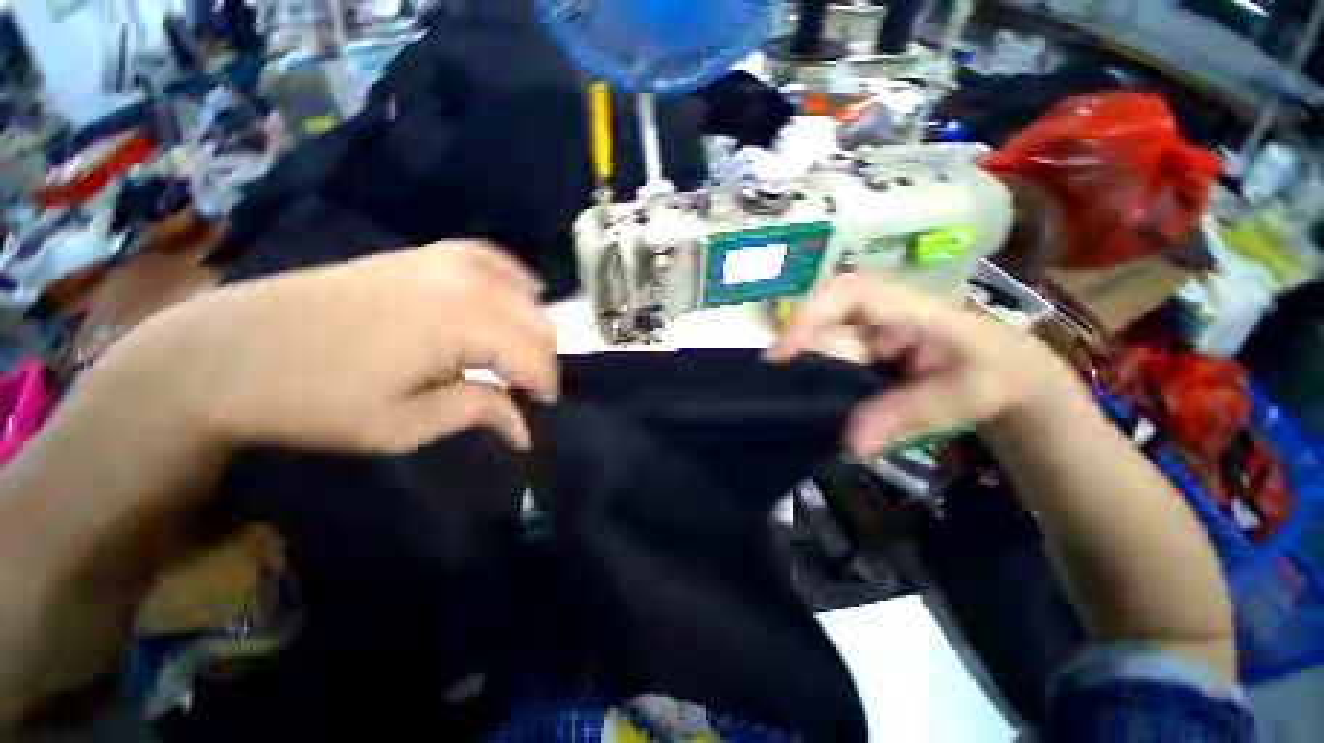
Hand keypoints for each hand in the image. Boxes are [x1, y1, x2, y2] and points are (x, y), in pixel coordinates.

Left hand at [88, 241, 557, 453]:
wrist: (228, 352)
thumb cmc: (314, 400)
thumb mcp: (401, 427)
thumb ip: (477, 413)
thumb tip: (525, 427)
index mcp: (459, 324)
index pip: (534, 356)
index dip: (544, 387)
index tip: (539, 411)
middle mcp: (464, 282)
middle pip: (537, 323)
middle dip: (541, 360)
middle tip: (523, 390)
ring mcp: (445, 259)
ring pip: (525, 292)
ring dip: (532, 327)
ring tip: (516, 355)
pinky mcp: (426, 253)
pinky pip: (494, 260)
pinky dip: (514, 283)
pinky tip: (514, 298)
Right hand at [769, 274, 1077, 456]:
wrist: (1011, 376)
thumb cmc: (996, 374)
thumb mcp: (961, 396)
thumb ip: (906, 413)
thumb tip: (850, 443)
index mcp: (909, 308)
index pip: (849, 294)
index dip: (809, 315)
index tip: (783, 353)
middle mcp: (880, 315)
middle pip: (823, 316)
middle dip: (794, 344)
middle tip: (771, 378)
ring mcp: (870, 334)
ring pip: (822, 340)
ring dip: (801, 364)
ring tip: (782, 393)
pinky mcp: (864, 353)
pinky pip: (831, 360)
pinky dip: (815, 378)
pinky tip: (807, 398)